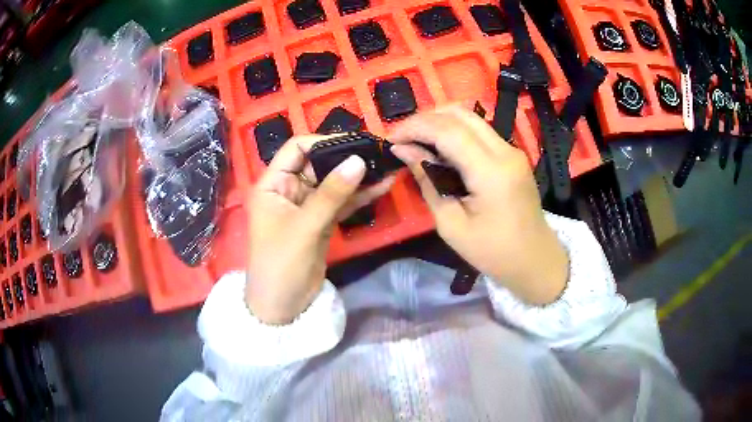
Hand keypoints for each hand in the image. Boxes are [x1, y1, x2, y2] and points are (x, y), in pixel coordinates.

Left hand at [247, 135, 393, 323]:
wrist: (283, 306)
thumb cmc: (281, 264)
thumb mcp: (305, 227)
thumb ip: (332, 194)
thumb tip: (358, 160)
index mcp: (272, 184)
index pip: (296, 148)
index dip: (323, 142)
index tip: (354, 143)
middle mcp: (288, 189)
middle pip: (318, 163)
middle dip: (346, 157)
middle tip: (377, 152)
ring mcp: (306, 206)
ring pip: (333, 183)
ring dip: (357, 176)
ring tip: (386, 165)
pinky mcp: (321, 221)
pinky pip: (341, 202)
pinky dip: (359, 196)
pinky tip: (382, 186)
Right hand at [389, 106, 567, 304]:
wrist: (535, 260)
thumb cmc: (493, 252)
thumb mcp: (451, 225)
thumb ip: (428, 182)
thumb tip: (403, 151)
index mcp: (491, 172)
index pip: (448, 131)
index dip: (415, 128)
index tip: (390, 139)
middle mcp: (505, 151)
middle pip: (460, 114)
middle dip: (425, 118)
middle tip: (401, 137)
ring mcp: (512, 149)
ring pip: (471, 117)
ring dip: (439, 121)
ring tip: (416, 139)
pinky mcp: (512, 154)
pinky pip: (480, 130)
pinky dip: (454, 130)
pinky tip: (439, 146)